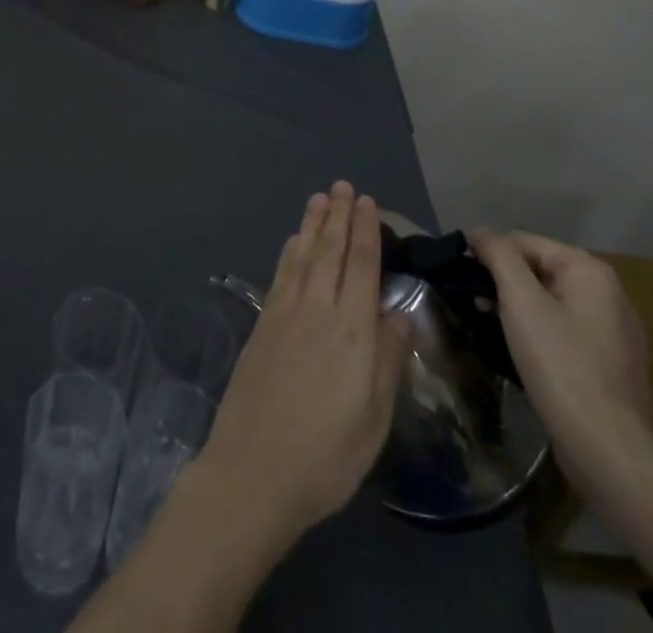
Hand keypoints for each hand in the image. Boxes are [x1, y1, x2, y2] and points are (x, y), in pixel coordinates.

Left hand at [196, 182, 409, 545]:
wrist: (254, 467)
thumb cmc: (327, 454)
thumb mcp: (374, 417)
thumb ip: (388, 359)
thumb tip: (398, 312)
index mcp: (352, 330)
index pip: (361, 265)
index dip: (365, 231)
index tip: (367, 202)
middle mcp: (318, 308)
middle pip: (330, 250)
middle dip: (339, 215)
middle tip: (343, 185)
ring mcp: (285, 311)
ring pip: (303, 254)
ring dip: (313, 224)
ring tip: (320, 198)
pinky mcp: (263, 322)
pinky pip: (281, 272)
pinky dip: (291, 250)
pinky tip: (294, 241)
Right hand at [467, 229, 652, 491]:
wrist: (608, 452)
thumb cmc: (561, 365)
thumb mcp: (521, 301)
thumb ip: (498, 255)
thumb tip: (478, 231)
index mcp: (591, 272)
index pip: (524, 241)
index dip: (488, 253)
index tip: (460, 275)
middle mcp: (608, 294)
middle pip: (538, 269)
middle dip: (502, 281)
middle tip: (471, 301)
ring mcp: (613, 331)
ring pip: (549, 300)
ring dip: (515, 306)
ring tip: (486, 323)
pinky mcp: (609, 363)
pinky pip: (563, 329)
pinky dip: (536, 330)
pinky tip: (517, 348)